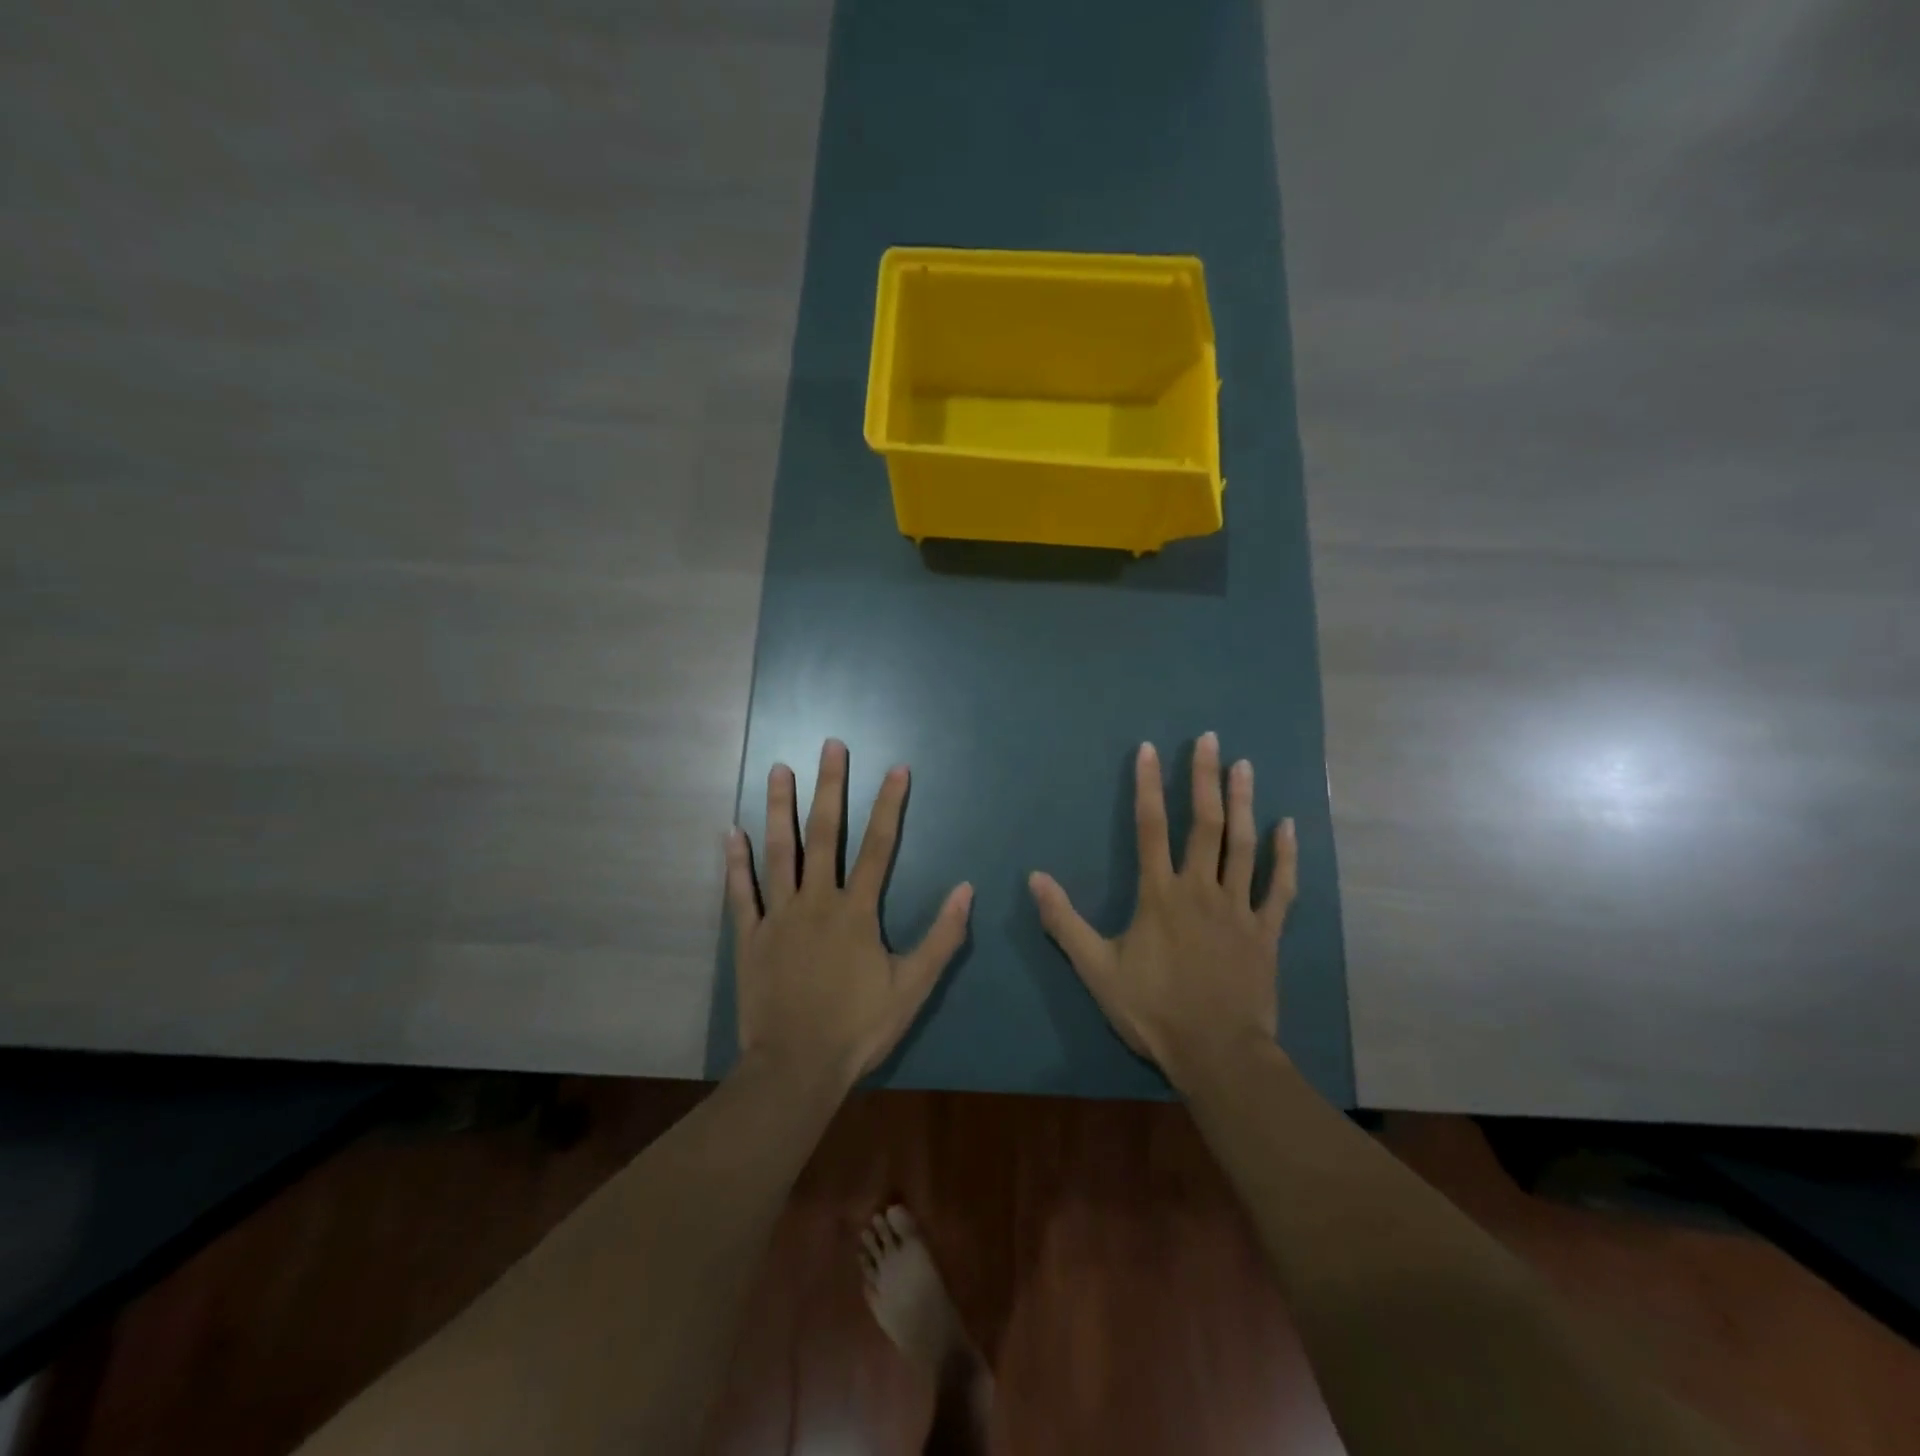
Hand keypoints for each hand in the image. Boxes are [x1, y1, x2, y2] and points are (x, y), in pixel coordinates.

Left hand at [726, 739, 973, 1089]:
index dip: (890, 805)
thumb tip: (966, 890)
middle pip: (825, 834)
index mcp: (857, 911)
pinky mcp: (749, 937)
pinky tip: (731, 832)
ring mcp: (779, 916)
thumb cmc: (858, 1027)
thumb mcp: (912, 987)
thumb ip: (942, 937)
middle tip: (830, 746)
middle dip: (830, 787)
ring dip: (780, 808)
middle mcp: (817, 901)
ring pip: (779, 851)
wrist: (796, 1067)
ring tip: (778, 769)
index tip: (896, 768)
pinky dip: (735, 862)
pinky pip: (740, 893)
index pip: (879, 846)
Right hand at [1028, 733, 1295, 1088]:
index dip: (1148, 786)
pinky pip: (1280, 887)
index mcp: (1159, 895)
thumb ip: (1065, 922)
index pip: (1150, 828)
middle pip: (1205, 824)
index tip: (1150, 750)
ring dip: (1244, 803)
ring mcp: (1239, 908)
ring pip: (1243, 845)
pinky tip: (1288, 827)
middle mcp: (1201, 889)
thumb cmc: (1153, 1010)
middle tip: (1209, 740)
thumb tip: (1034, 878)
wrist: (1217, 1054)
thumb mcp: (1096, 969)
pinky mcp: (1266, 932)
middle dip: (1204, 778)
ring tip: (1245, 766)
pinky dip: (1285, 856)